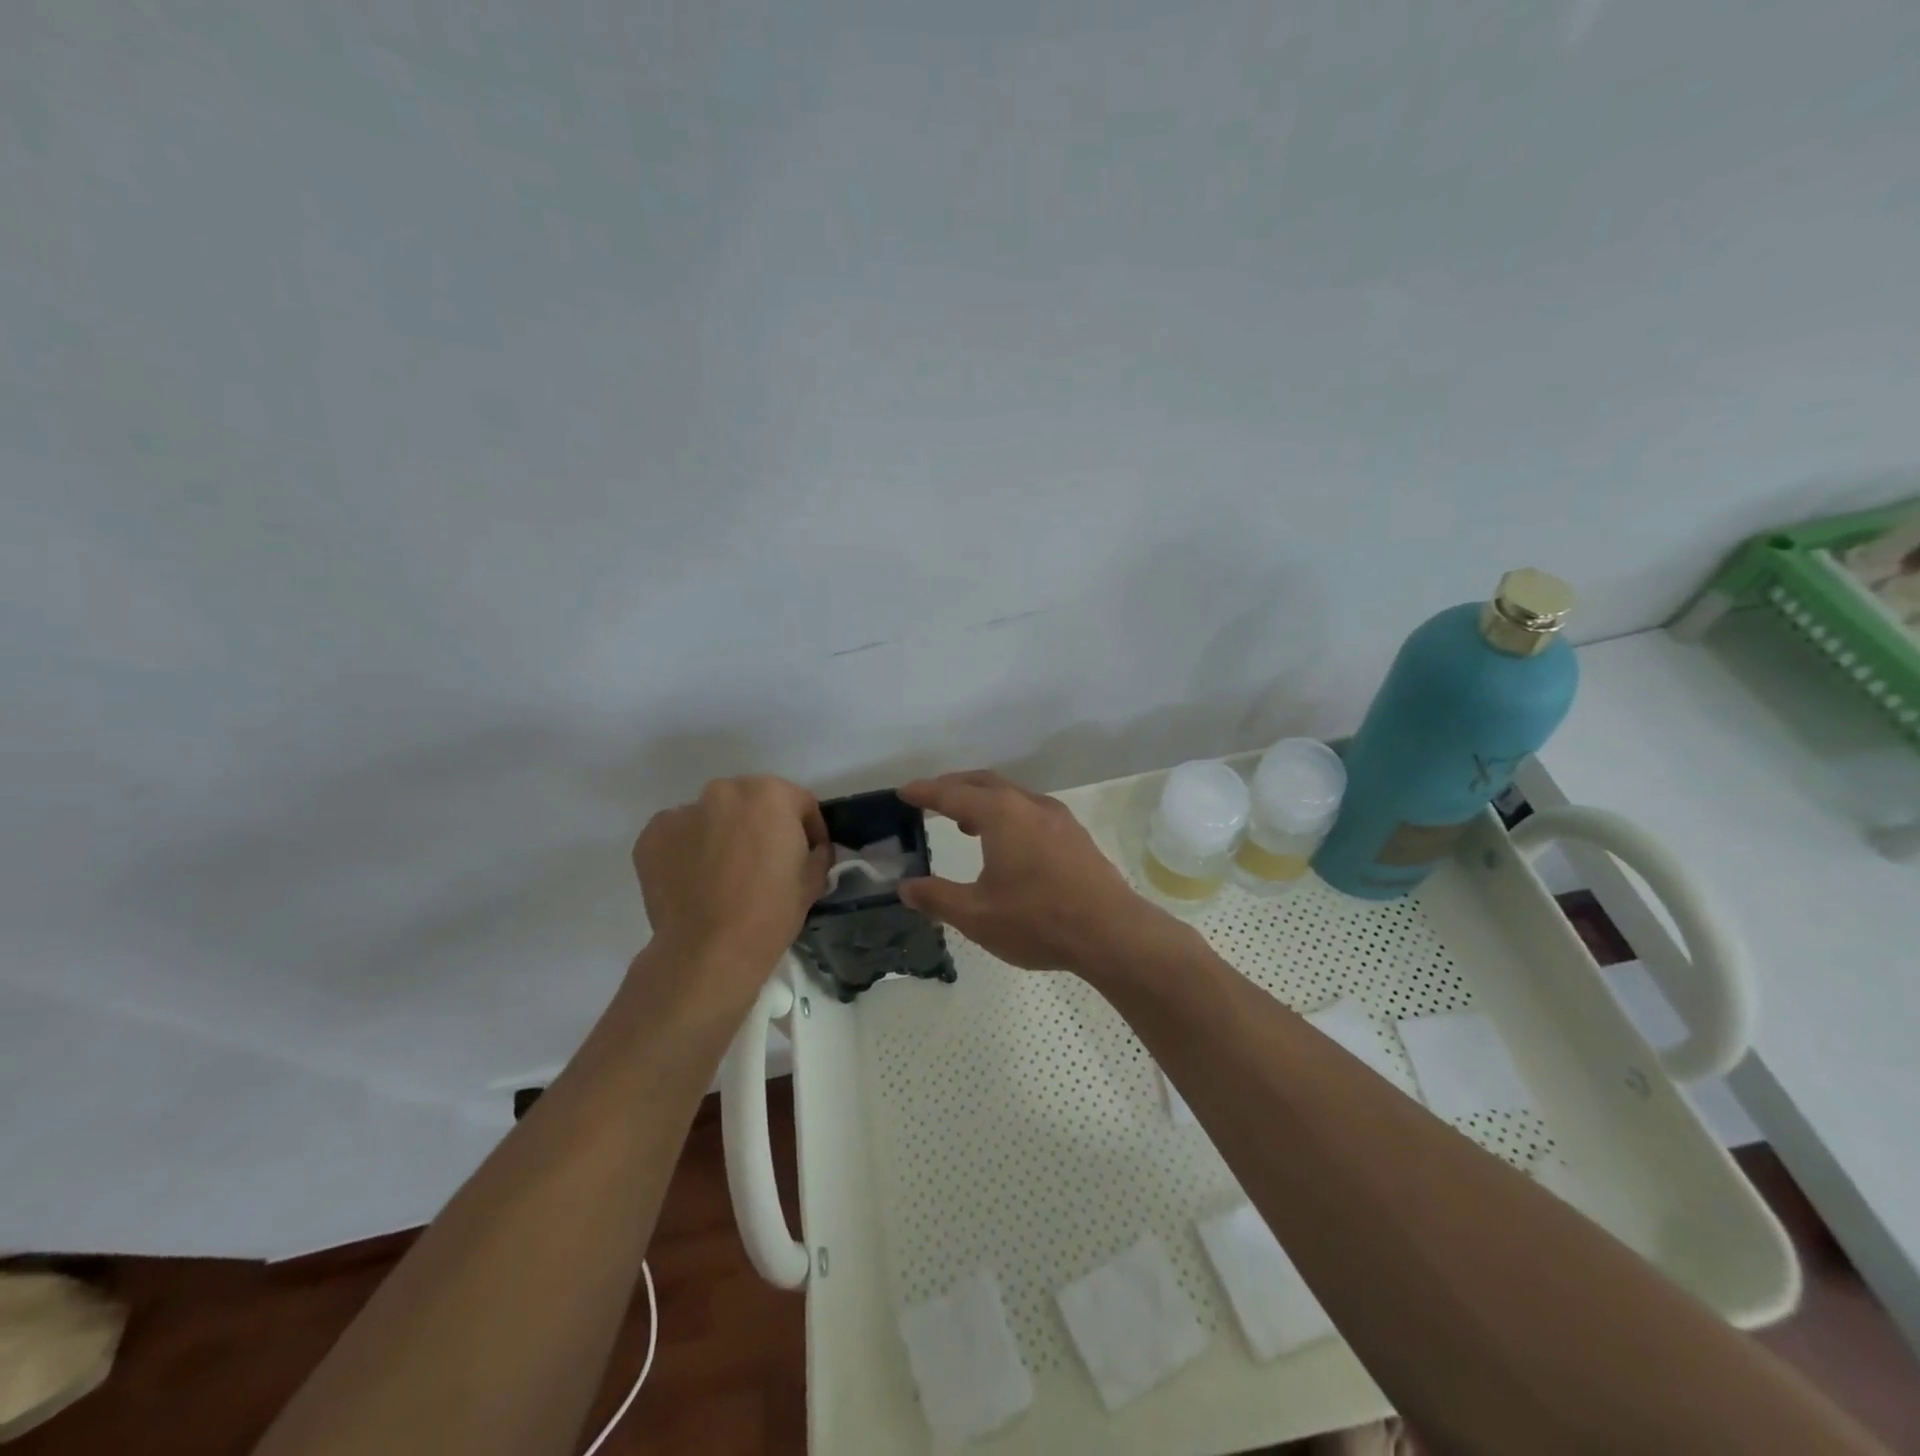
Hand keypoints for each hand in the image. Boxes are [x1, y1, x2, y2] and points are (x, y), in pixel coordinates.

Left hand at [632, 776, 830, 998]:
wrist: (710, 951)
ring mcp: (684, 811)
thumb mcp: (813, 881)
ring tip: (724, 872)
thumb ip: (817, 853)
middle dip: (761, 824)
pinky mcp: (652, 835)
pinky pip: (679, 834)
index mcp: (770, 795)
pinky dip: (688, 849)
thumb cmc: (770, 912)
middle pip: (751, 801)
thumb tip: (811, 850)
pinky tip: (695, 879)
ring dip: (722, 833)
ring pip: (712, 816)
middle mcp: (725, 791)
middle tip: (764, 860)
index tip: (810, 853)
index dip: (809, 828)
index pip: (799, 802)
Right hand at [898, 770, 1176, 976]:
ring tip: (964, 821)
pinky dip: (1007, 814)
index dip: (925, 793)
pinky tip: (1007, 843)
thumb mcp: (977, 915)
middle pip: (984, 783)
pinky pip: (1031, 811)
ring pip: (1012, 796)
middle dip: (954, 787)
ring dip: (983, 800)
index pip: (953, 794)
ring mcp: (1058, 818)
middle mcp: (1029, 805)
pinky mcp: (1075, 835)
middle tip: (930, 799)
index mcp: (1001, 814)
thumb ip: (937, 898)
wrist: (1111, 932)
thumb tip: (906, 887)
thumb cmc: (1038, 920)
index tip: (903, 792)